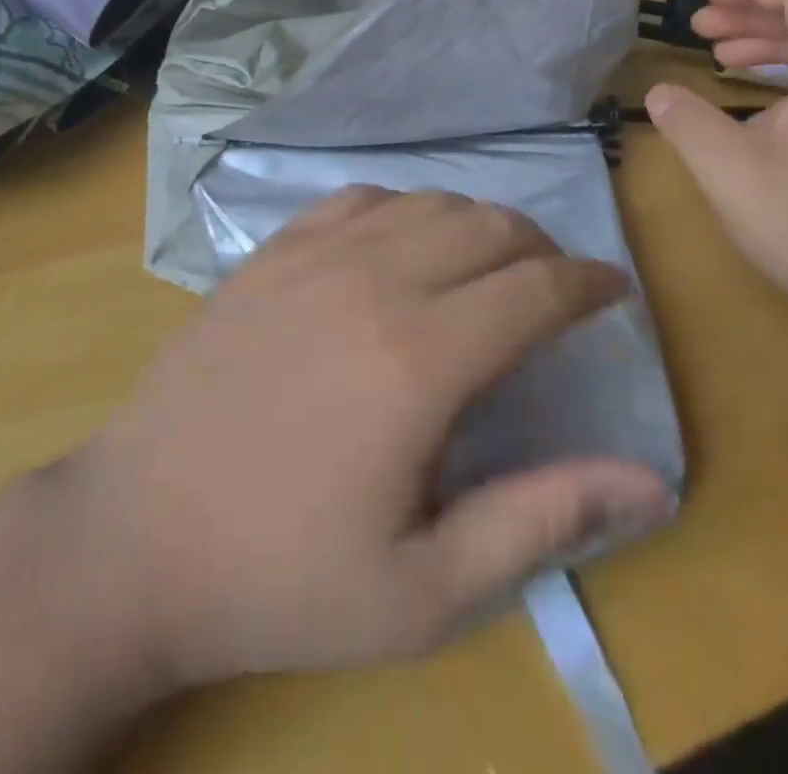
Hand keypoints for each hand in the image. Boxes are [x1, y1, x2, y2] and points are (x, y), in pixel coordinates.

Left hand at [69, 188, 673, 690]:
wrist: (136, 538)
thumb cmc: (284, 575)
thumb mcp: (427, 589)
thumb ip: (544, 519)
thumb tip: (652, 482)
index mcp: (420, 357)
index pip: (536, 288)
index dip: (589, 283)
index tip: (614, 291)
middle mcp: (373, 280)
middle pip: (489, 226)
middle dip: (541, 249)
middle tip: (554, 289)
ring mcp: (313, 255)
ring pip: (428, 200)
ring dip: (476, 224)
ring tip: (488, 267)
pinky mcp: (270, 252)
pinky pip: (357, 198)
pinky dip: (402, 209)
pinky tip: (401, 245)